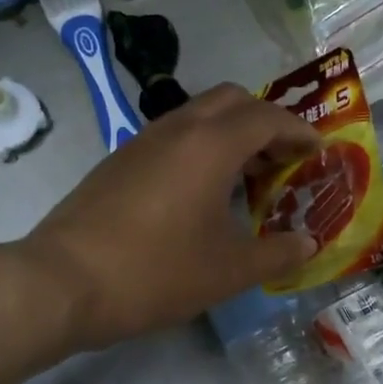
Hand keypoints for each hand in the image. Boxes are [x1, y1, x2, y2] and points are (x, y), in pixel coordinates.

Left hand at [25, 84, 323, 349]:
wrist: (63, 283)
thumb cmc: (156, 272)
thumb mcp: (228, 271)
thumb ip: (277, 254)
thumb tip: (307, 245)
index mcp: (211, 145)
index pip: (268, 118)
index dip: (299, 131)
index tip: (318, 151)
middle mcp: (177, 129)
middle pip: (232, 100)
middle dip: (265, 122)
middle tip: (282, 160)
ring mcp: (141, 141)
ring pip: (197, 115)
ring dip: (230, 134)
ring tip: (246, 179)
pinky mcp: (118, 161)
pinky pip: (172, 137)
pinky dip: (200, 149)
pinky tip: (201, 195)